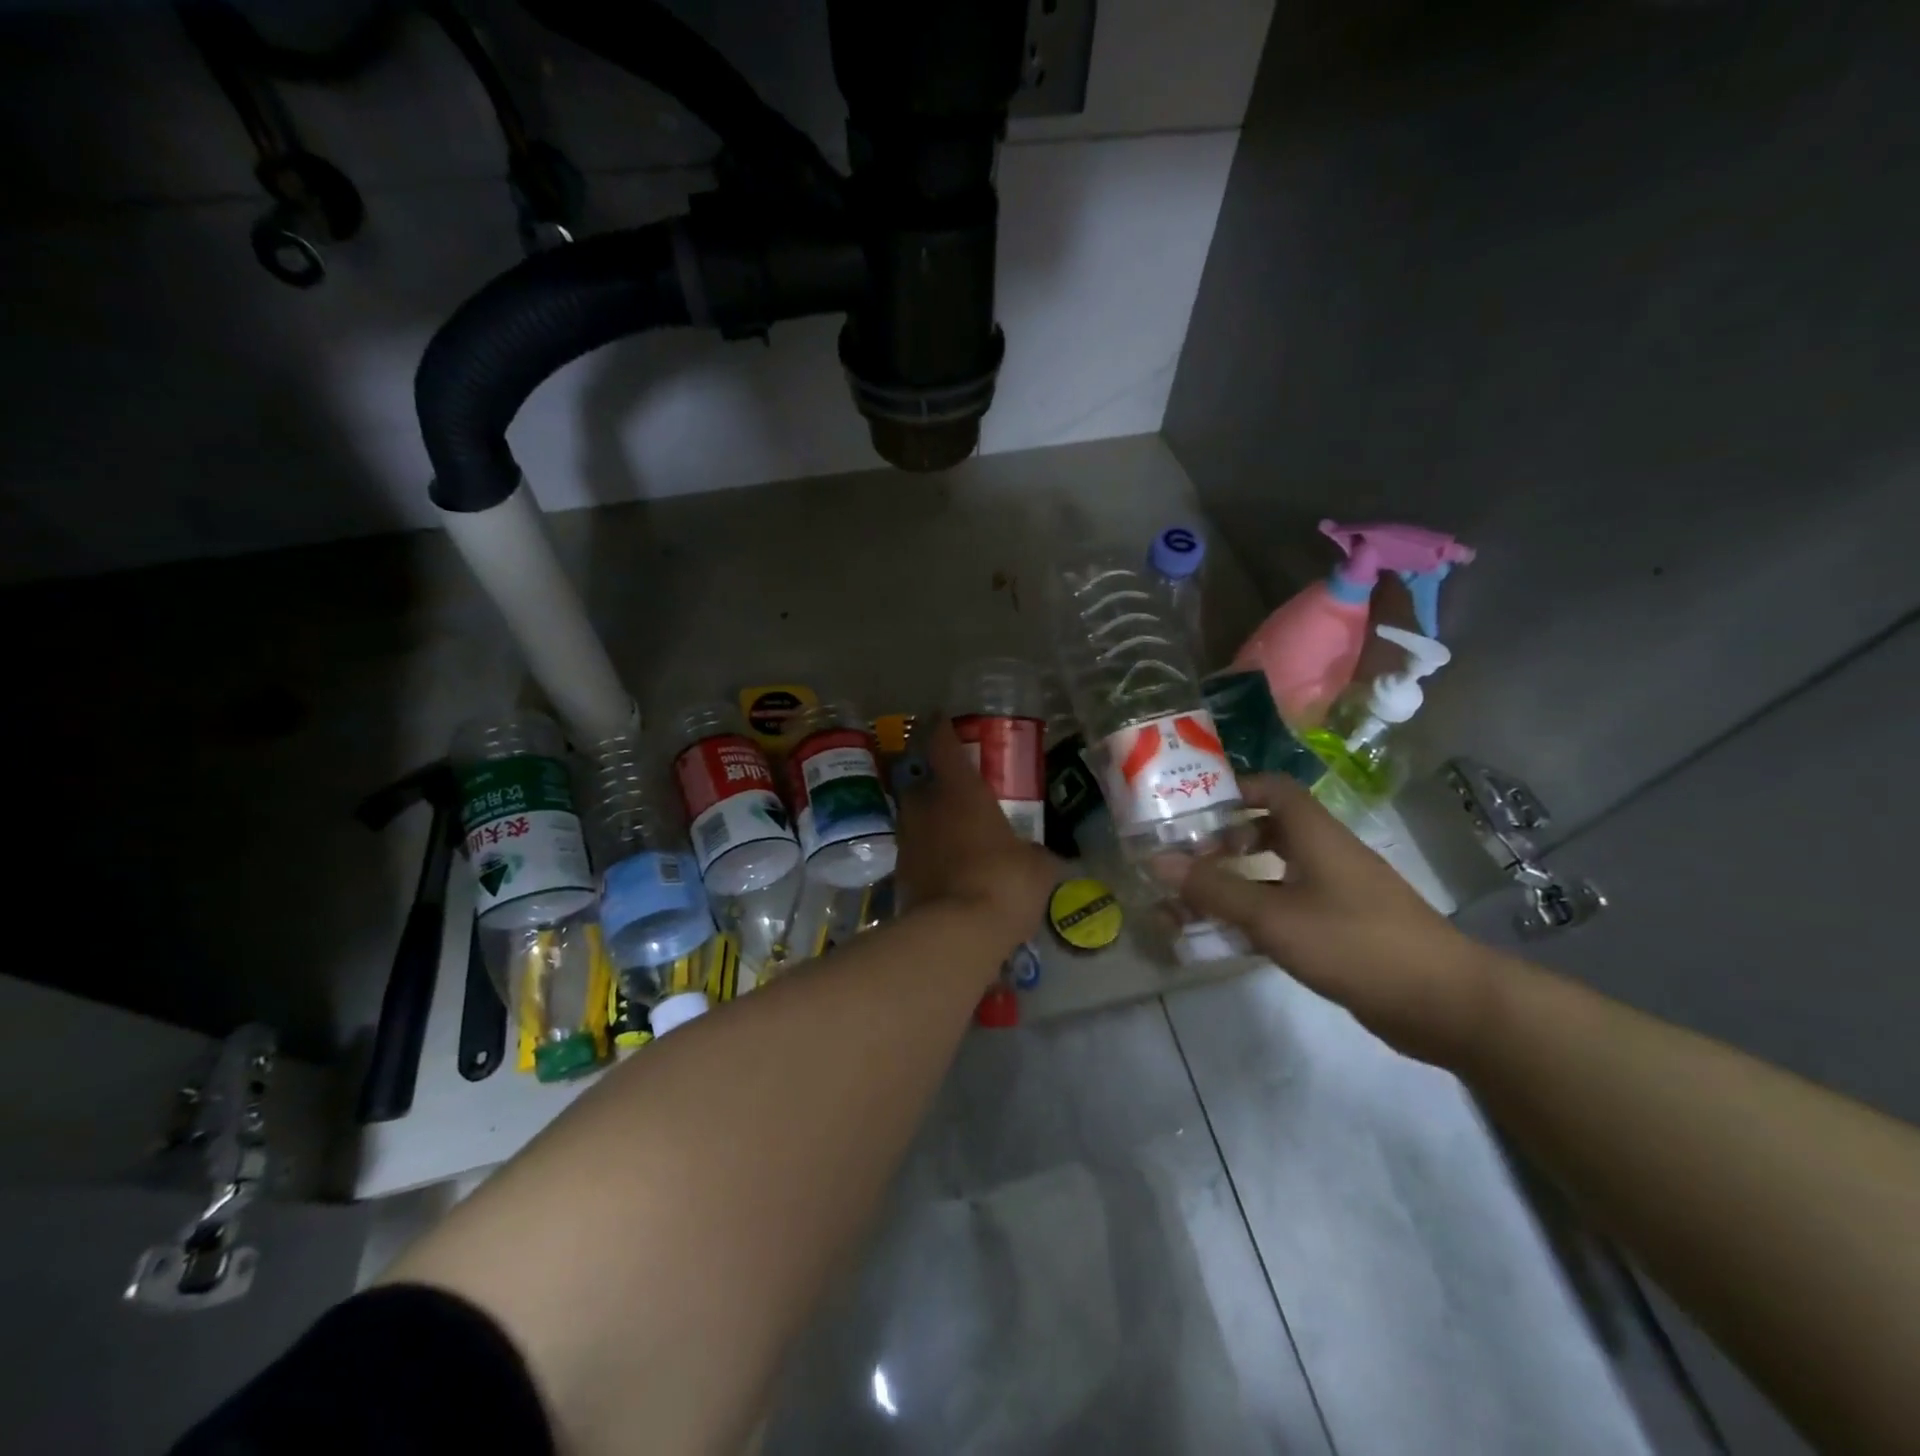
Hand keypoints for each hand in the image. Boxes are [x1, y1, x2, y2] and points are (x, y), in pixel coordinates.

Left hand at [892, 718, 1056, 952]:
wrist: (956, 933)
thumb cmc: (1003, 881)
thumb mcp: (1038, 867)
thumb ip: (1039, 856)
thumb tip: (1048, 858)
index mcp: (960, 791)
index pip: (942, 745)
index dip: (941, 729)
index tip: (941, 720)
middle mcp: (926, 808)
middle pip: (919, 783)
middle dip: (932, 782)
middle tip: (953, 788)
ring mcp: (909, 841)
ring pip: (914, 818)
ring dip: (928, 819)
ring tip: (951, 831)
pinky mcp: (900, 875)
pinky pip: (915, 853)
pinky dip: (928, 854)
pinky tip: (947, 867)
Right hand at [1153, 775, 1496, 1066]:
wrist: (1445, 1003)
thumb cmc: (1355, 943)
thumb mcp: (1274, 916)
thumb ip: (1215, 889)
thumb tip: (1158, 860)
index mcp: (1315, 834)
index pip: (1272, 788)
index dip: (1232, 789)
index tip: (1190, 807)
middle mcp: (1326, 854)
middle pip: (1268, 829)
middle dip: (1224, 840)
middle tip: (1184, 858)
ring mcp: (1337, 892)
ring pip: (1275, 872)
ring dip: (1236, 881)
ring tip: (1193, 899)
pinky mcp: (1342, 928)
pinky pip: (1288, 906)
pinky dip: (1256, 912)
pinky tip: (1229, 935)